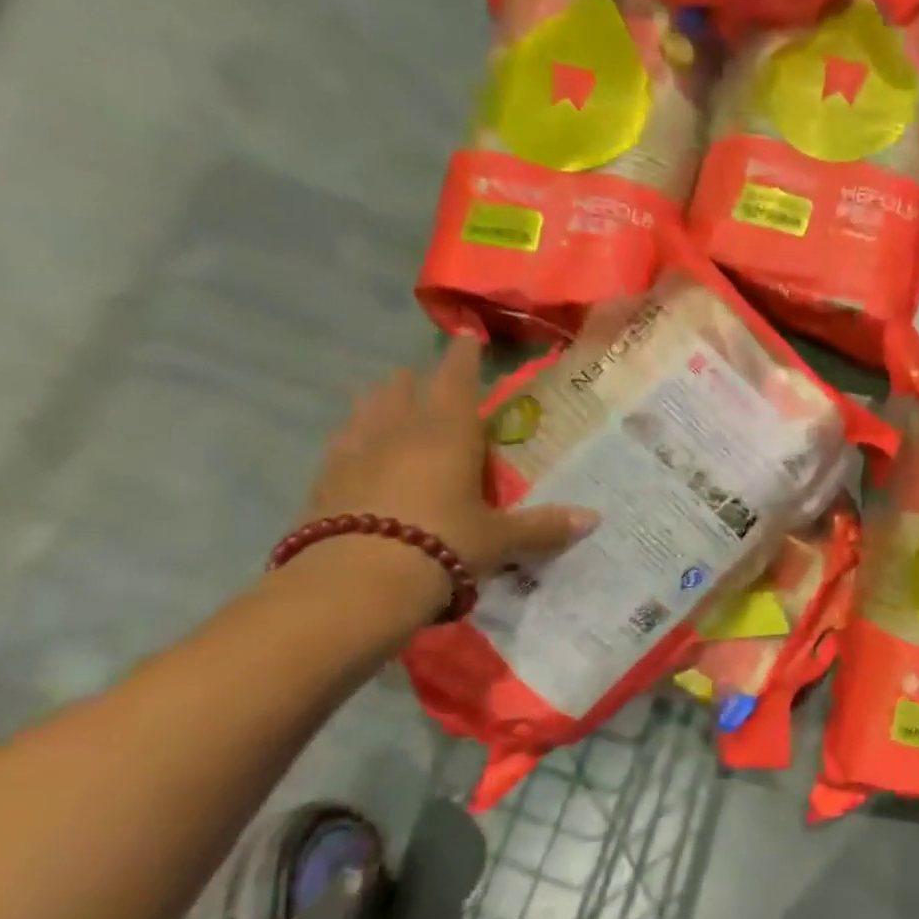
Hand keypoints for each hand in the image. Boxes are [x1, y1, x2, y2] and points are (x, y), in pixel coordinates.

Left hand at [305, 335, 596, 576]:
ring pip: (366, 413)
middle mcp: (398, 432)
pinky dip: (354, 441)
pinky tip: (354, 451)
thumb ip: (543, 526)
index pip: (456, 381)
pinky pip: (341, 447)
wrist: (355, 582)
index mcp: (446, 434)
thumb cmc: (442, 543)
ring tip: (385, 404)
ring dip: (378, 404)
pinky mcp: (324, 482)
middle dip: (414, 382)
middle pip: (403, 391)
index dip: (463, 357)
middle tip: (421, 379)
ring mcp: (354, 454)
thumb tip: (594, 518)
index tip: (465, 336)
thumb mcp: (499, 539)